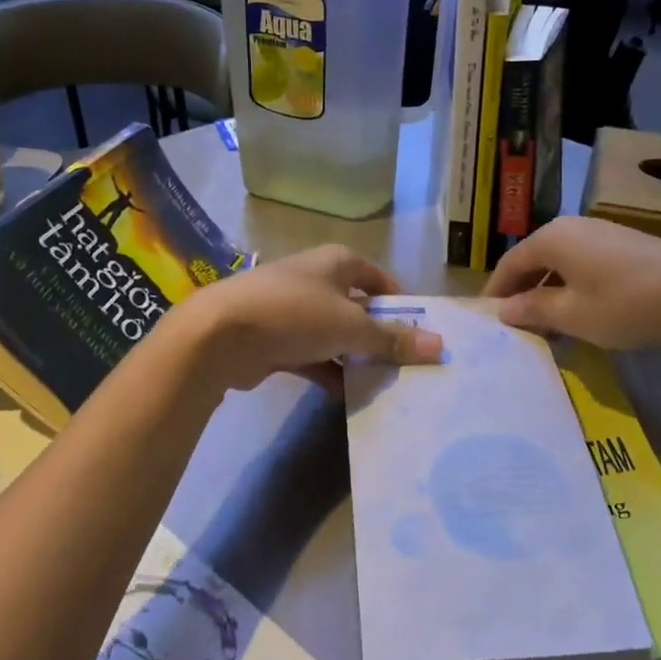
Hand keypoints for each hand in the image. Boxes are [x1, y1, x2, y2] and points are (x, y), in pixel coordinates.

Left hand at [172, 246, 442, 393]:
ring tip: (383, 387)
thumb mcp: (350, 326)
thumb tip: (439, 345)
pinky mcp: (276, 340)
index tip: (420, 335)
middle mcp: (316, 280)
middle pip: (358, 309)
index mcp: (337, 263)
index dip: (401, 305)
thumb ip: (392, 339)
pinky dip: (329, 373)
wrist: (221, 334)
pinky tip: (346, 396)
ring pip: (335, 336)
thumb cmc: (294, 314)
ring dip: (354, 359)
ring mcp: (293, 311)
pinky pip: (313, 357)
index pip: (380, 279)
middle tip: (405, 367)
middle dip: (379, 337)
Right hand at [482, 217, 660, 363]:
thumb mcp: (572, 314)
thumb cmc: (624, 303)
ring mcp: (606, 239)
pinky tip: (580, 322)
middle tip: (514, 327)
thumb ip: (534, 309)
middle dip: (523, 294)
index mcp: (554, 237)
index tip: (485, 317)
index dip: (495, 290)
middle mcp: (576, 229)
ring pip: (563, 268)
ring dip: (549, 297)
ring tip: (545, 331)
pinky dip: (575, 294)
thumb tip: (504, 309)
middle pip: (537, 261)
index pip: (510, 262)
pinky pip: (587, 272)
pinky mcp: (630, 254)